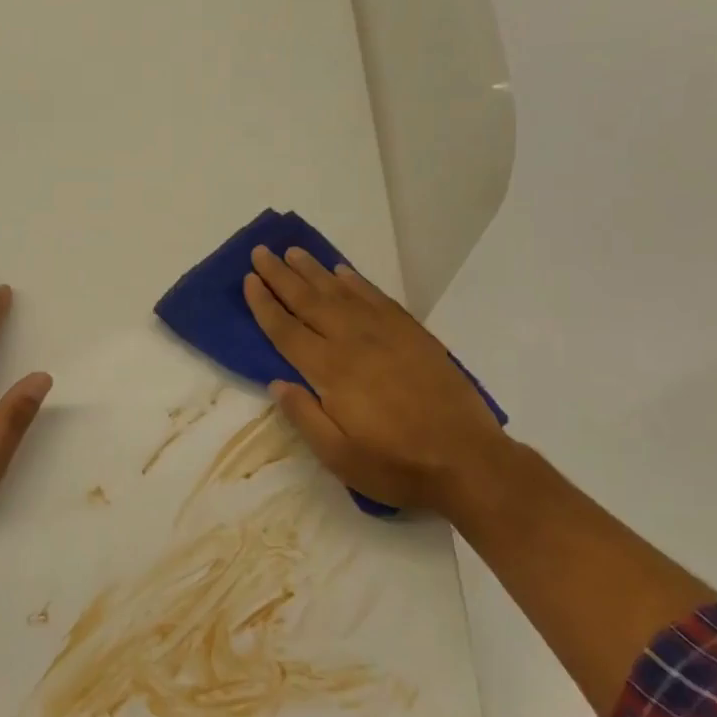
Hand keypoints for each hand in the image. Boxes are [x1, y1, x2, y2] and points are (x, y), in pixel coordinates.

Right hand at [243, 246, 519, 522]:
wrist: (467, 460)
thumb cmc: (396, 465)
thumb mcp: (338, 457)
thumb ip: (304, 416)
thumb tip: (276, 382)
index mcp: (331, 371)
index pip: (287, 331)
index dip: (265, 305)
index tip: (249, 280)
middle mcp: (354, 342)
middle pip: (310, 301)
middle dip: (281, 275)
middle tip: (261, 252)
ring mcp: (387, 334)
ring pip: (342, 293)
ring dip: (315, 270)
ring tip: (294, 252)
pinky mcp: (413, 334)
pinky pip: (377, 298)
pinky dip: (357, 282)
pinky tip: (344, 272)